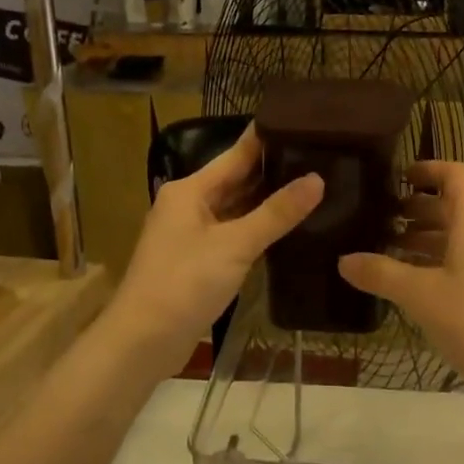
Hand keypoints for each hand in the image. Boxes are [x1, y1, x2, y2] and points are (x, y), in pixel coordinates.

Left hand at [101, 126, 323, 382]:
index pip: (236, 154)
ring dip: (267, 200)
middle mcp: (188, 205)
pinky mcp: (198, 260)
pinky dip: (258, 228)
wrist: (143, 341)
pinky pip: (234, 233)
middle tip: (320, 155)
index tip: (303, 122)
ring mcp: (192, 234)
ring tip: (313, 184)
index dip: (267, 138)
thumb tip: (317, 179)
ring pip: (236, 208)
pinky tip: (288, 225)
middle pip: (236, 179)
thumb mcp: (235, 245)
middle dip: (273, 169)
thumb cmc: (184, 283)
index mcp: (190, 190)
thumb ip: (277, 213)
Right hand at [338, 161, 463, 394]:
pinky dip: (452, 257)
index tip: (399, 178)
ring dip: (435, 237)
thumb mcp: (420, 296)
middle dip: (422, 209)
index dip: (427, 169)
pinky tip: (428, 283)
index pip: (455, 173)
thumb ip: (381, 274)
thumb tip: (345, 261)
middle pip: (459, 204)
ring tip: (398, 252)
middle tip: (386, 221)